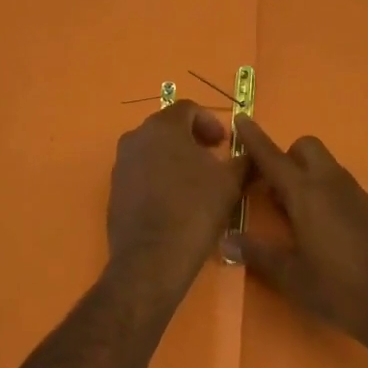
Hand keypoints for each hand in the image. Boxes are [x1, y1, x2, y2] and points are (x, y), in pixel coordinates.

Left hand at [108, 101, 246, 294]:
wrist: (151, 259)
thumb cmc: (194, 210)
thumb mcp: (230, 183)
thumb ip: (244, 161)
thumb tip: (253, 154)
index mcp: (163, 126)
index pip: (188, 108)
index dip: (210, 122)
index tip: (224, 144)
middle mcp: (136, 136)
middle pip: (168, 127)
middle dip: (193, 139)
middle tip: (213, 159)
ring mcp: (121, 162)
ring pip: (153, 149)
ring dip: (175, 158)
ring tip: (196, 182)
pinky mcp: (114, 188)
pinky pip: (141, 171)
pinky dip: (159, 176)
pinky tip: (175, 200)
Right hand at [228, 117, 367, 356]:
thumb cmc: (338, 290)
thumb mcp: (291, 276)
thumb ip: (258, 253)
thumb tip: (226, 240)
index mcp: (306, 194)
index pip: (273, 157)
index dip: (254, 138)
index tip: (241, 119)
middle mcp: (332, 184)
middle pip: (307, 148)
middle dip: (288, 157)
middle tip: (277, 192)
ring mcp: (359, 196)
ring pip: (328, 168)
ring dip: (309, 178)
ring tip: (300, 219)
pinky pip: (346, 190)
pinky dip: (331, 198)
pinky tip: (331, 235)